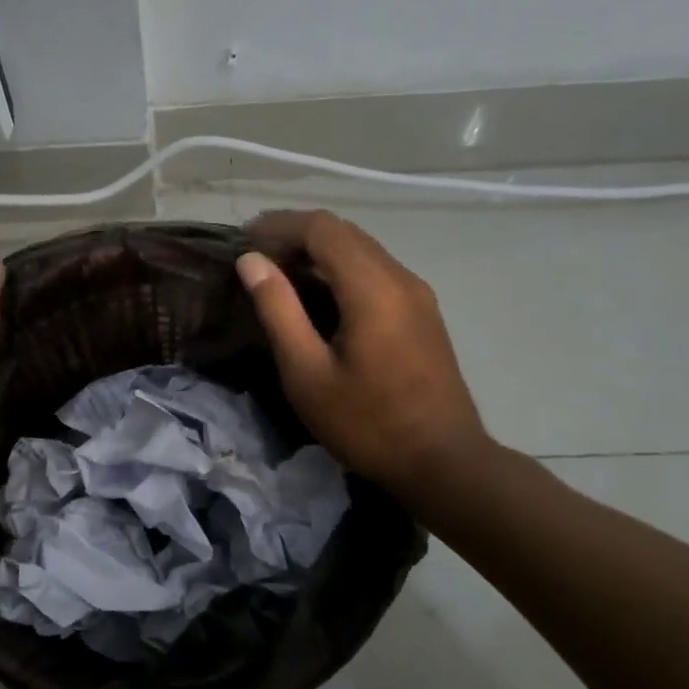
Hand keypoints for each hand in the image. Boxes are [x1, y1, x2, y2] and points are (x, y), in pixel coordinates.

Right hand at [236, 210, 493, 505]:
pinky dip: (342, 269)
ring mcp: (418, 295)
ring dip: (320, 251)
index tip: (243, 240)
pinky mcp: (423, 313)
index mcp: (373, 287)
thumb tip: (252, 262)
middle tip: (256, 256)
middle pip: (345, 232)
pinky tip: (321, 296)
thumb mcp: (307, 373)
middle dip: (297, 234)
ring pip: (363, 250)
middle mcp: (401, 278)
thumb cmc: (368, 424)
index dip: (279, 225)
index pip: (322, 228)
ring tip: (280, 273)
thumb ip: (279, 310)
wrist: (444, 463)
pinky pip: (377, 271)